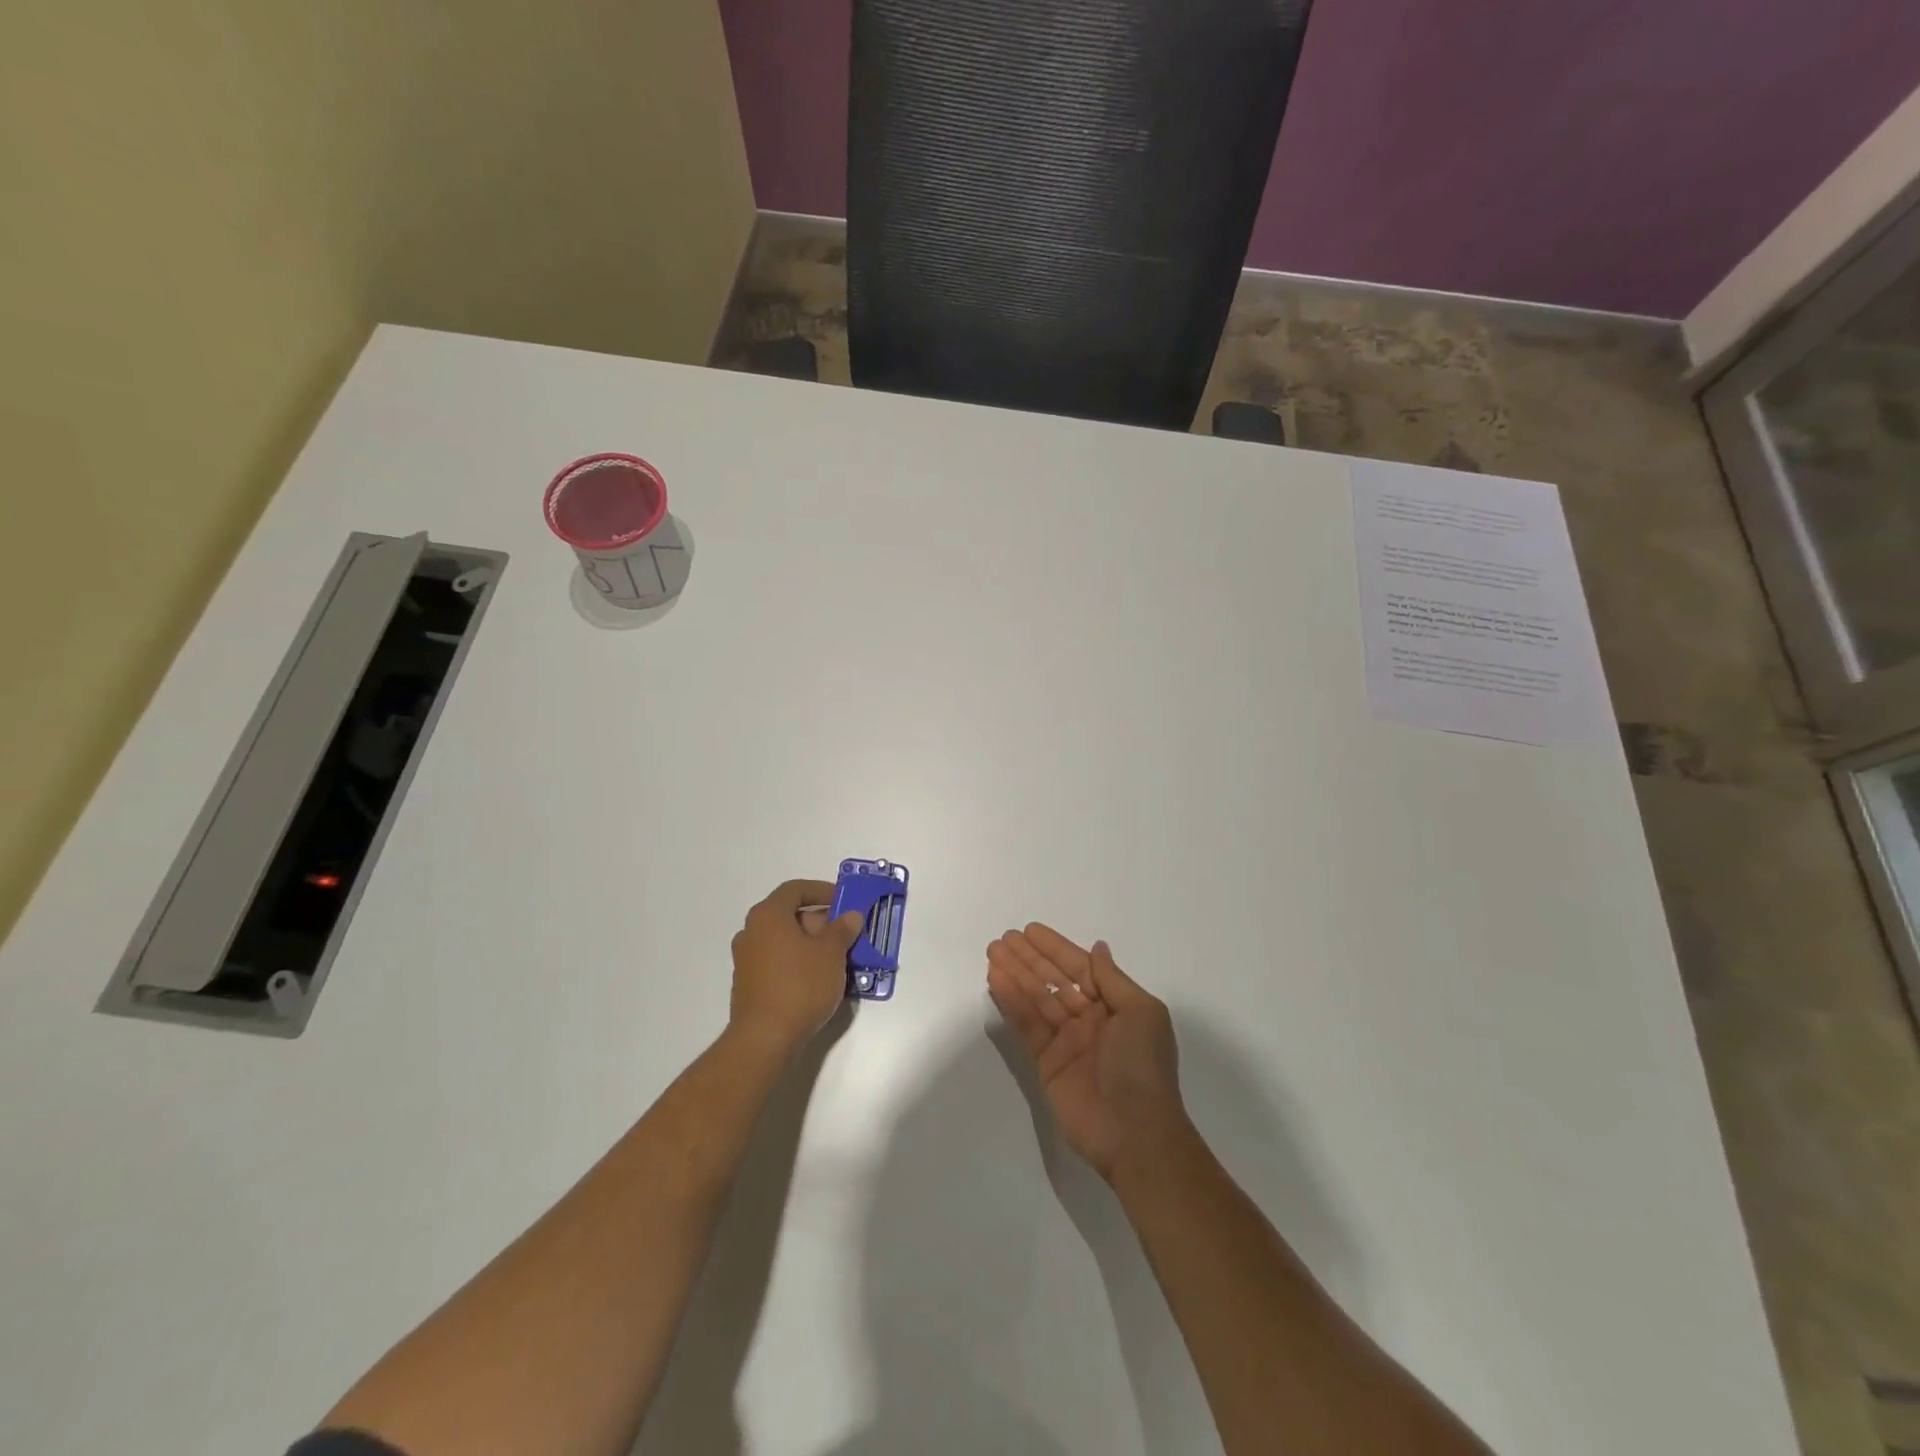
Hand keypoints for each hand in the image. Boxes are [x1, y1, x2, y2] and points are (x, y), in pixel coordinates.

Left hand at [729, 880, 863, 1056]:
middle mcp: (751, 931)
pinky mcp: (748, 984)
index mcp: (768, 915)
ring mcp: (746, 959)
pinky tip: (818, 980)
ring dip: (810, 944)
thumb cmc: (800, 985)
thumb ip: (842, 929)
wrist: (765, 1038)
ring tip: (837, 959)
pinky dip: (797, 962)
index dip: (822, 890)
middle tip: (845, 934)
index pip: (795, 889)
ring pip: (784, 940)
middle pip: (789, 915)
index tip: (844, 901)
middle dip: (820, 921)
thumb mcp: (831, 953)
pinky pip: (777, 962)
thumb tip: (851, 915)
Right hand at [986, 924, 1192, 1182]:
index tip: (1030, 930)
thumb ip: (1112, 979)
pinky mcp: (1046, 1063)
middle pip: (1053, 980)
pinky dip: (1012, 1002)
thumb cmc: (1143, 1065)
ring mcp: (1066, 1041)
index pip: (1080, 968)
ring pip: (1036, 998)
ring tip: (993, 952)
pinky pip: (1027, 1024)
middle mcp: (1089, 1019)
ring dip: (1015, 974)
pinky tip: (996, 980)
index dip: (1055, 948)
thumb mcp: (1141, 1013)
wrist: (1135, 1132)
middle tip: (1003, 938)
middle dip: (1029, 958)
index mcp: (1115, 1006)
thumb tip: (1098, 947)